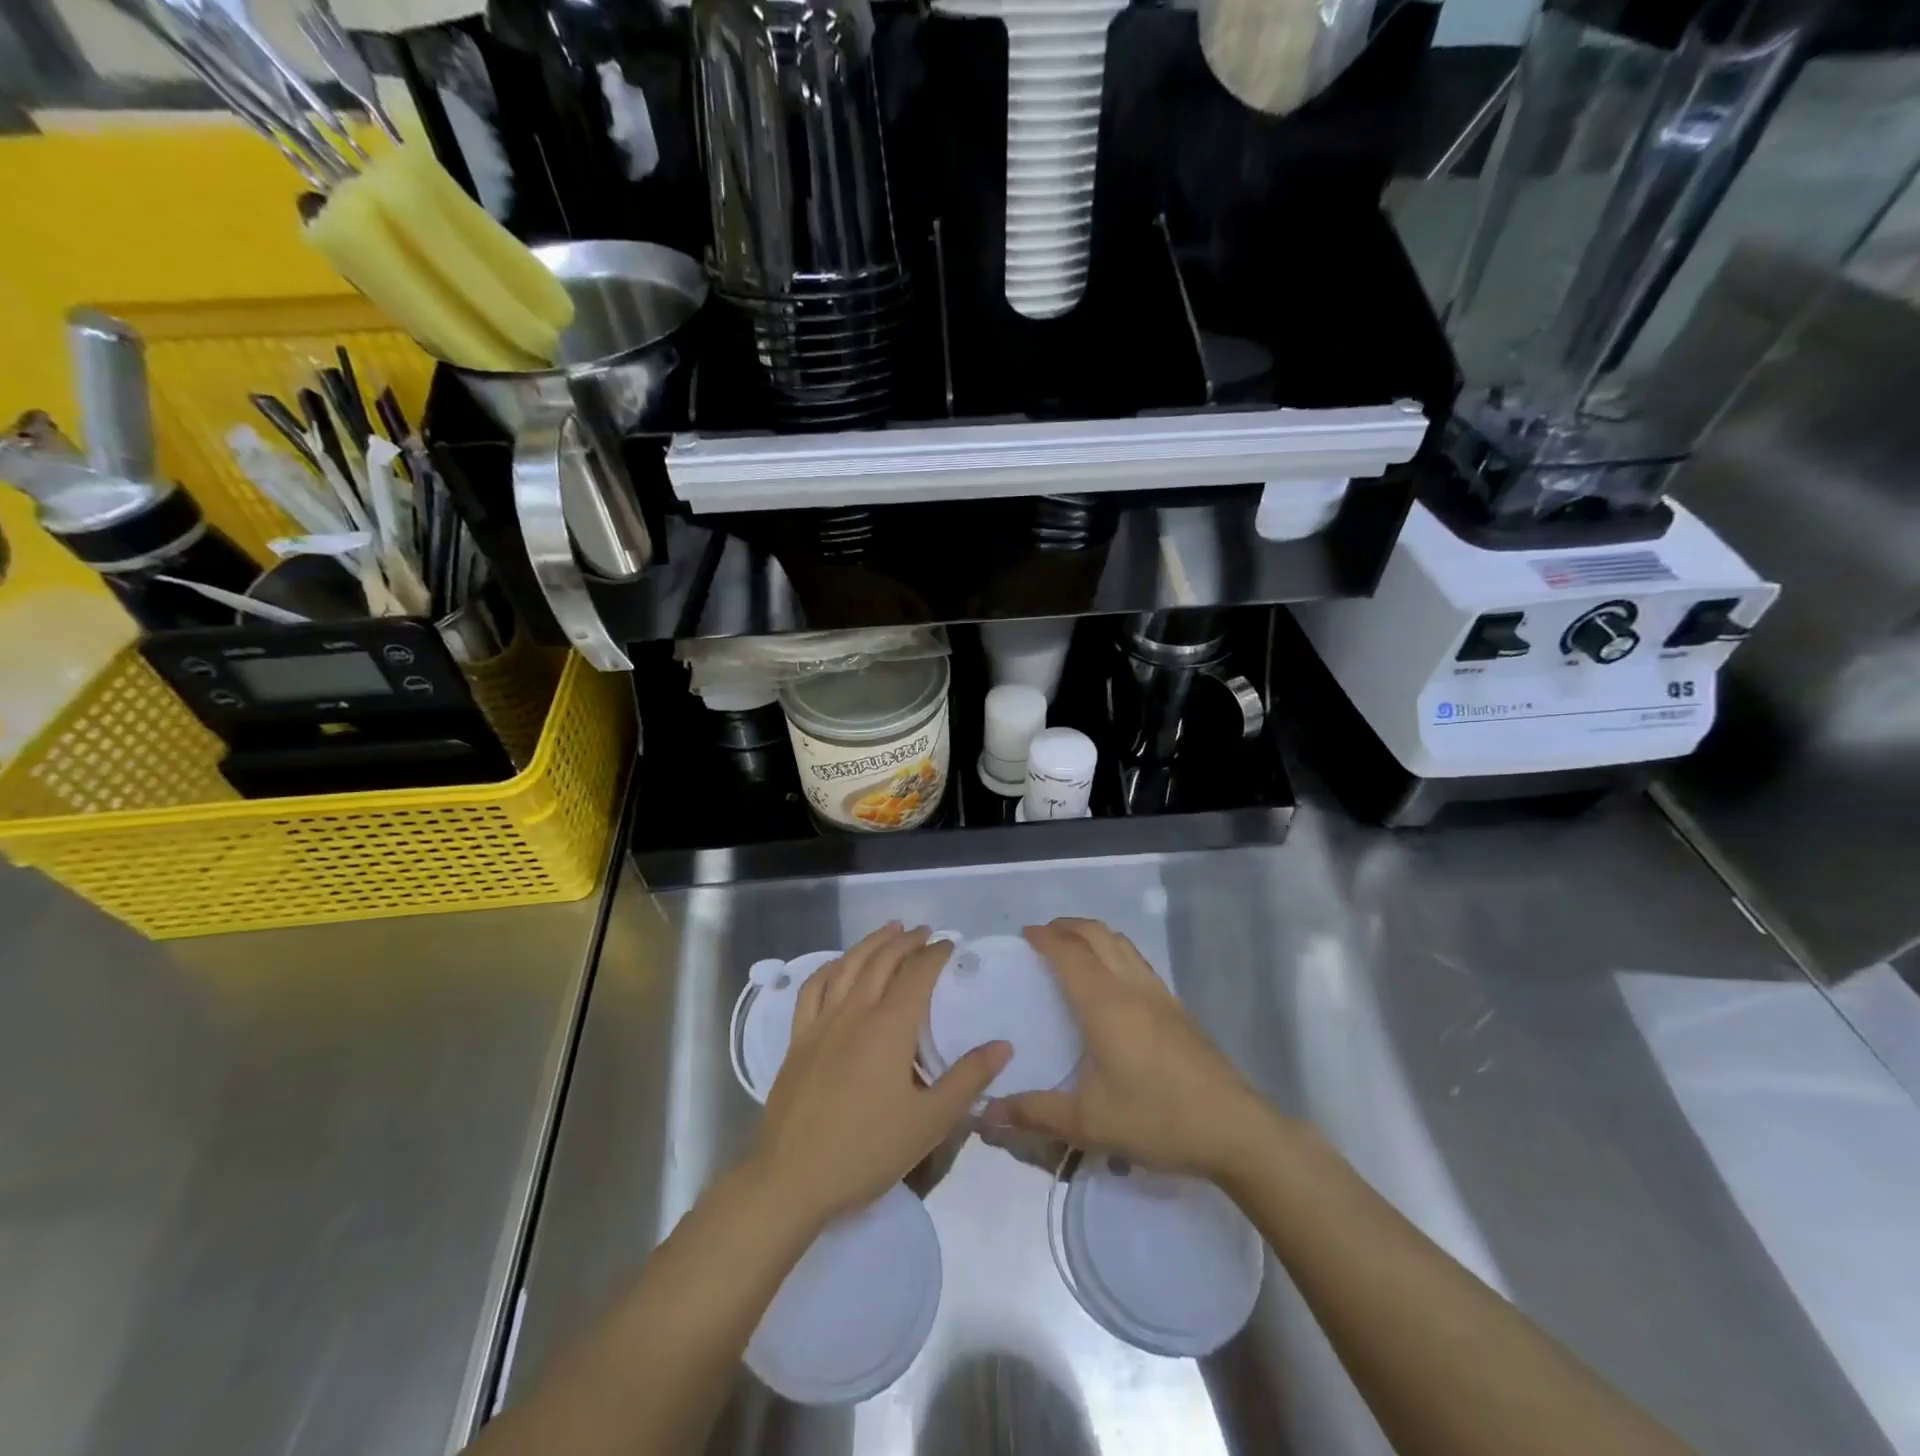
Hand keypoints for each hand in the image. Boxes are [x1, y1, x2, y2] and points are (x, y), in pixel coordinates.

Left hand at [750, 924, 1010, 1229]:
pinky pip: (813, 988)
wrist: (791, 1179)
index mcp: (890, 1026)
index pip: (917, 974)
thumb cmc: (866, 1151)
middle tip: (925, 932)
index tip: (950, 944)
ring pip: (848, 965)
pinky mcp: (799, 1039)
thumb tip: (1004, 1045)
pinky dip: (831, 967)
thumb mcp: (929, 1122)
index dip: (935, 953)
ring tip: (890, 930)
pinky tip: (839, 965)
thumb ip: (968, 1079)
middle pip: (882, 960)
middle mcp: (855, 1012)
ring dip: (872, 942)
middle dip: (907, 941)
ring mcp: (822, 1022)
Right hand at [984, 918, 1273, 1182]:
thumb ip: (1034, 1113)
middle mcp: (1131, 987)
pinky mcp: (1177, 1009)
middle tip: (1043, 935)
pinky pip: (1138, 961)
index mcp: (1104, 1003)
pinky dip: (1116, 952)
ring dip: (1094, 935)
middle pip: (1098, 935)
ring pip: (1122, 944)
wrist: (1234, 1129)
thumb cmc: (1156, 1118)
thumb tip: (985, 1113)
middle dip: (1068, 926)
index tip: (1024, 934)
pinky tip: (1112, 981)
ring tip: (1073, 948)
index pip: (1069, 953)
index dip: (1045, 937)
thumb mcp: (1087, 1123)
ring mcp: (1159, 995)